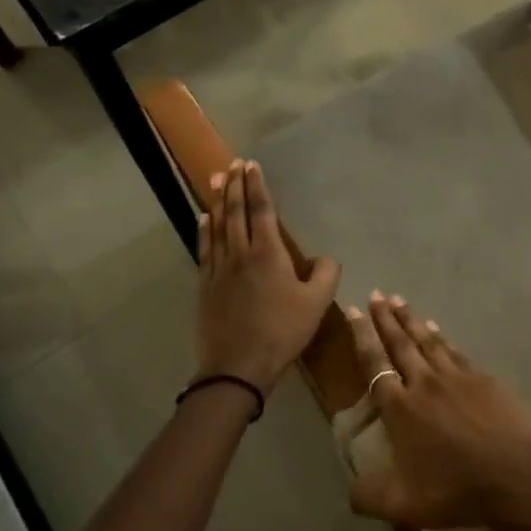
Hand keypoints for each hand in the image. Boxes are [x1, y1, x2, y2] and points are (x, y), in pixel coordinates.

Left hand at [195, 160, 340, 395]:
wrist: (238, 366)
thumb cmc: (282, 332)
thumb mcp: (317, 304)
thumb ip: (326, 274)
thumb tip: (325, 258)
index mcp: (269, 254)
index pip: (261, 211)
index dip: (257, 186)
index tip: (252, 165)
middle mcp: (241, 253)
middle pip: (235, 212)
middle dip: (235, 186)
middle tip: (233, 164)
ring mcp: (219, 269)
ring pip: (217, 226)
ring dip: (218, 201)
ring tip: (217, 180)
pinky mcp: (206, 285)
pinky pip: (204, 249)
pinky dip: (204, 230)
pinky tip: (204, 218)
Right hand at [346, 294, 530, 530]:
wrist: (516, 479)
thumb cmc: (456, 490)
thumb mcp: (403, 505)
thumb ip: (368, 497)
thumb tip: (349, 492)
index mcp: (400, 409)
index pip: (374, 363)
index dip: (361, 336)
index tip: (352, 310)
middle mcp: (424, 383)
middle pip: (400, 343)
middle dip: (385, 318)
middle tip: (375, 295)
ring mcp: (457, 377)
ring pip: (428, 341)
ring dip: (411, 320)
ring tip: (399, 300)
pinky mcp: (484, 379)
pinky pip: (455, 351)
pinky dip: (442, 337)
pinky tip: (437, 329)